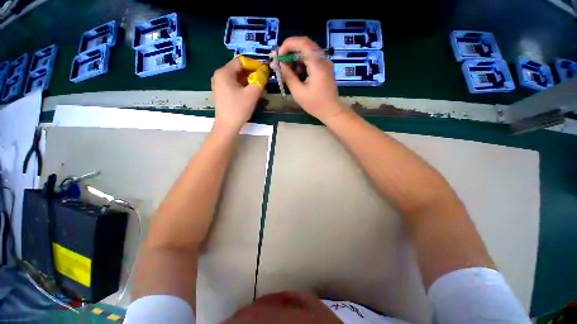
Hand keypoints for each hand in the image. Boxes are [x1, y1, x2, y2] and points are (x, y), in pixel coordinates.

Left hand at [211, 57, 263, 131]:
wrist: (227, 126)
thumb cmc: (238, 109)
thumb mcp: (252, 94)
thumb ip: (260, 80)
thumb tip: (265, 71)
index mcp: (224, 72)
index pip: (241, 61)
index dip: (254, 65)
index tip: (264, 72)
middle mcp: (220, 76)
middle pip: (239, 70)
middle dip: (253, 75)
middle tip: (264, 82)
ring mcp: (220, 85)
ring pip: (238, 79)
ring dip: (250, 83)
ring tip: (262, 90)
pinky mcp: (223, 94)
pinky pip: (235, 86)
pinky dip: (245, 88)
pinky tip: (253, 94)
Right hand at [278, 37, 344, 122]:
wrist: (332, 111)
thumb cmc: (315, 104)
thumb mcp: (298, 92)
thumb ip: (288, 76)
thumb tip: (280, 65)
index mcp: (317, 64)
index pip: (302, 42)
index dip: (287, 45)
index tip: (278, 56)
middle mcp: (323, 59)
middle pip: (305, 44)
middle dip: (290, 51)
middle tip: (281, 61)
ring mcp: (325, 63)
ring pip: (308, 51)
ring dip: (296, 57)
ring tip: (287, 69)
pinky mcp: (325, 68)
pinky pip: (312, 59)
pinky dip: (302, 63)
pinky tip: (297, 73)